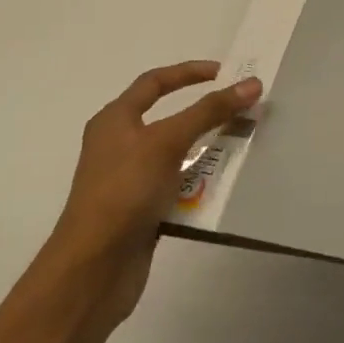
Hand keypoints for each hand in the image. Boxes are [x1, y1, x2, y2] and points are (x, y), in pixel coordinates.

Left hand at [49, 60, 261, 330]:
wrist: (93, 270)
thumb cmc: (124, 192)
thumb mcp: (167, 143)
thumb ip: (209, 111)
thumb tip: (251, 84)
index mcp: (115, 121)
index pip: (154, 82)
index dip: (188, 72)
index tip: (225, 72)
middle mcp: (120, 146)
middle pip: (169, 119)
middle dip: (206, 115)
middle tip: (242, 111)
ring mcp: (131, 180)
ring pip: (178, 155)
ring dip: (208, 150)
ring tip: (243, 146)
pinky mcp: (143, 211)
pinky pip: (179, 187)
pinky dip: (201, 183)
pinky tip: (225, 186)